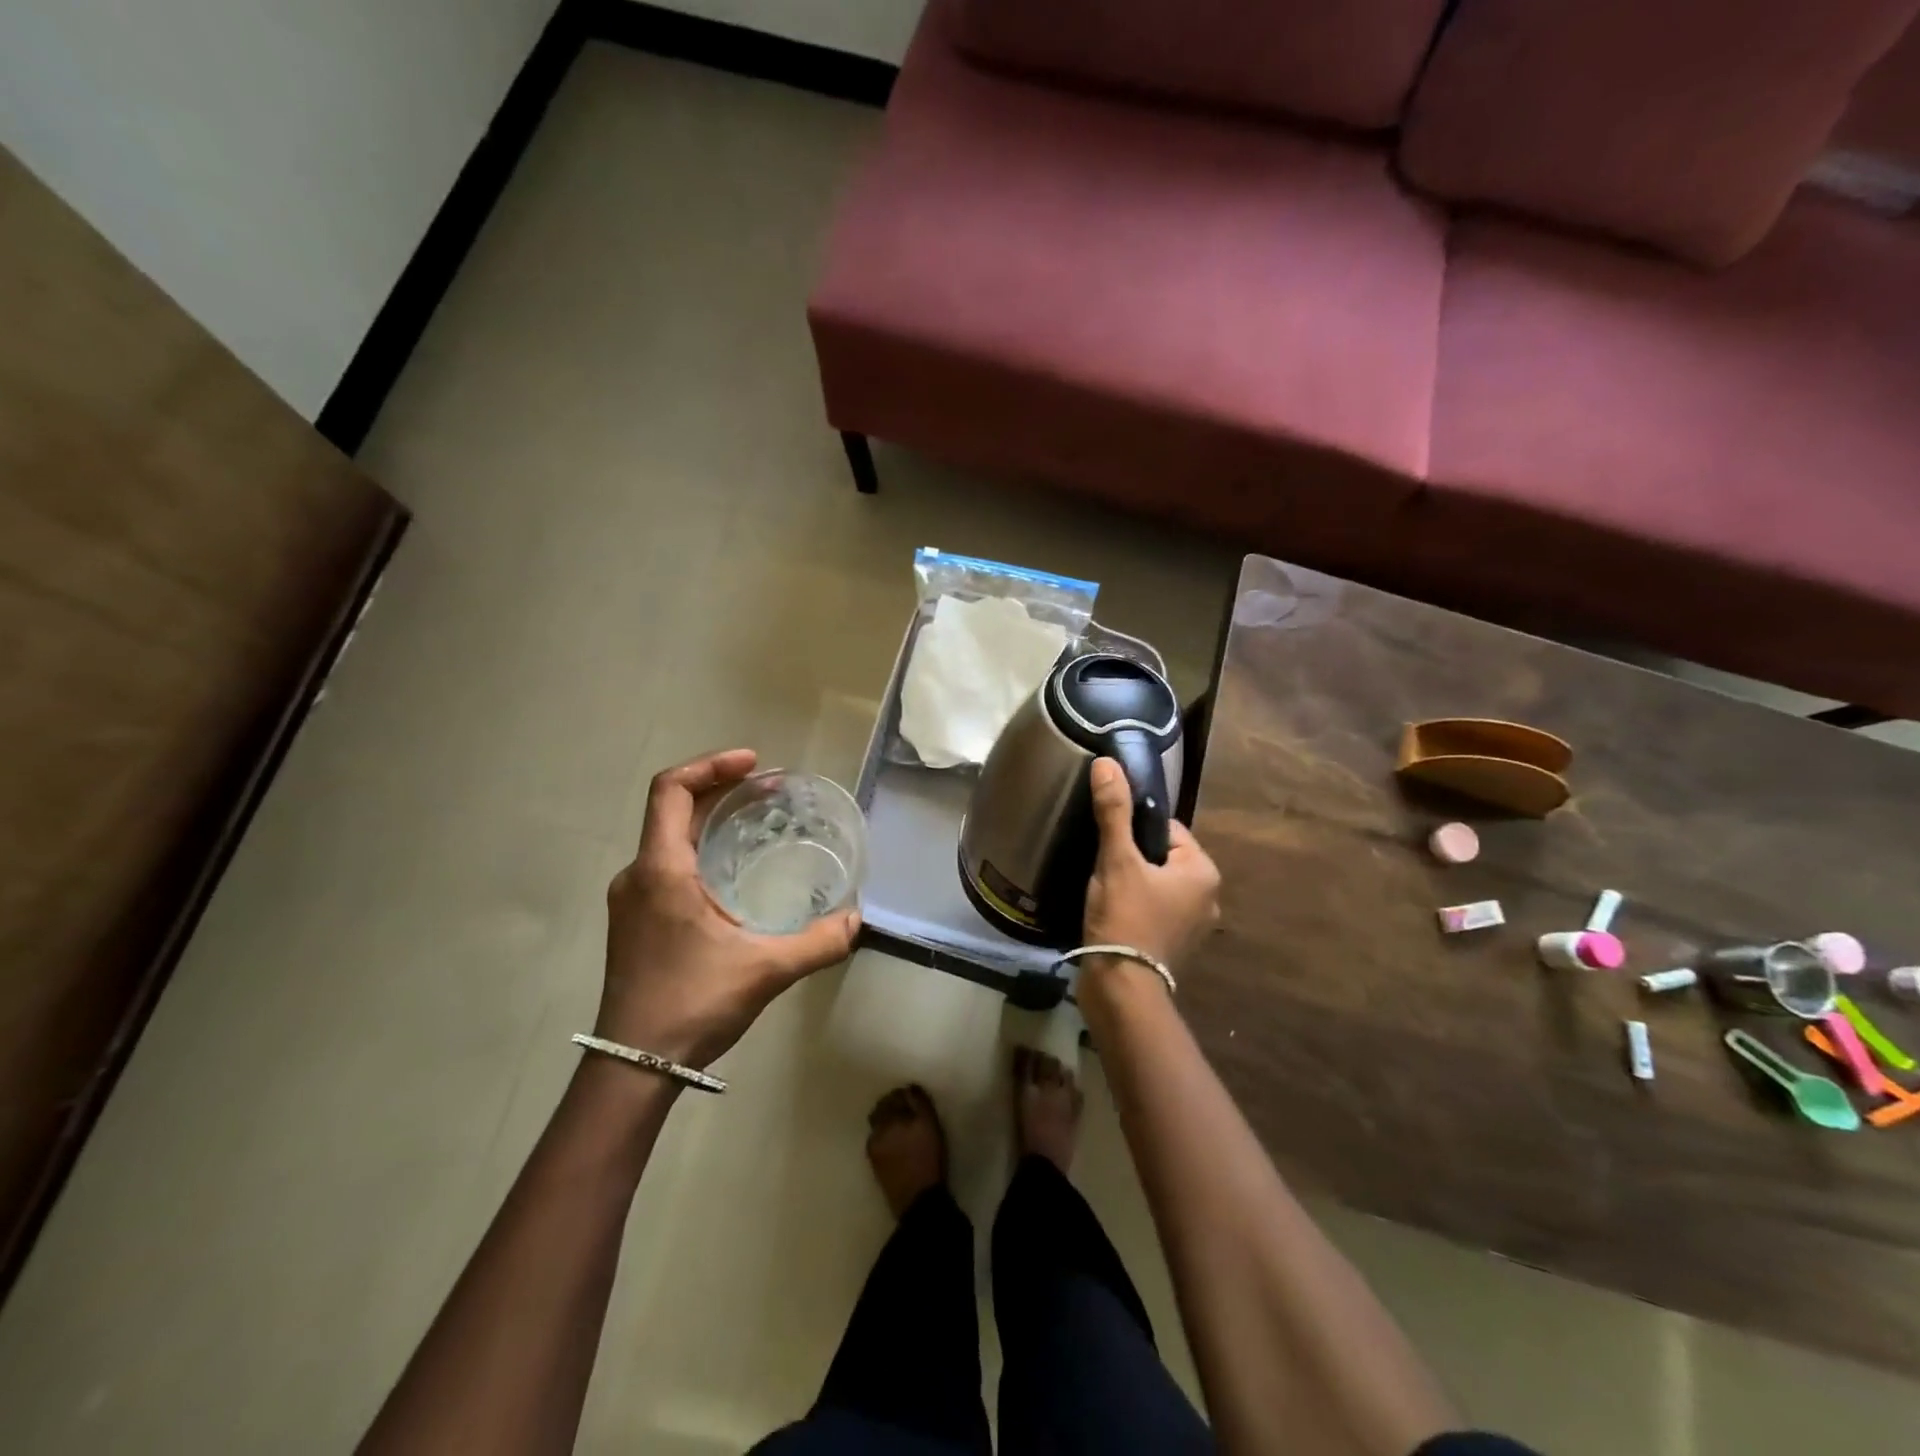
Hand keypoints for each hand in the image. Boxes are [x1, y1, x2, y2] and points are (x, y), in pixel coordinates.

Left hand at [599, 749, 859, 1068]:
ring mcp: (632, 900)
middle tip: (771, 792)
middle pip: (674, 809)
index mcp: (660, 870)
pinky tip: (734, 872)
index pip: (671, 790)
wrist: (633, 1066)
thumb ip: (817, 943)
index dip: (711, 765)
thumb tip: (856, 920)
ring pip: (670, 838)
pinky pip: (668, 865)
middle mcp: (638, 875)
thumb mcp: (765, 970)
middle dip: (722, 790)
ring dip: (711, 821)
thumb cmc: (692, 1004)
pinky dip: (702, 849)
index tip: (755, 765)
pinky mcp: (636, 921)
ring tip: (758, 822)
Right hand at [1083, 756, 1220, 967]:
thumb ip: (1114, 811)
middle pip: (1161, 857)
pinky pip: (1154, 910)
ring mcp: (1194, 926)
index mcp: (1203, 871)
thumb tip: (1107, 763)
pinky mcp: (1176, 946)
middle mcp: (1209, 897)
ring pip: (1156, 884)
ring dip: (1132, 883)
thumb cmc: (1125, 919)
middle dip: (1132, 859)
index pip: (1167, 829)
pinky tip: (1111, 914)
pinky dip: (1135, 907)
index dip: (1133, 831)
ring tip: (1102, 891)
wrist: (1122, 990)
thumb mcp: (1117, 860)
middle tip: (1102, 868)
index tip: (1109, 844)